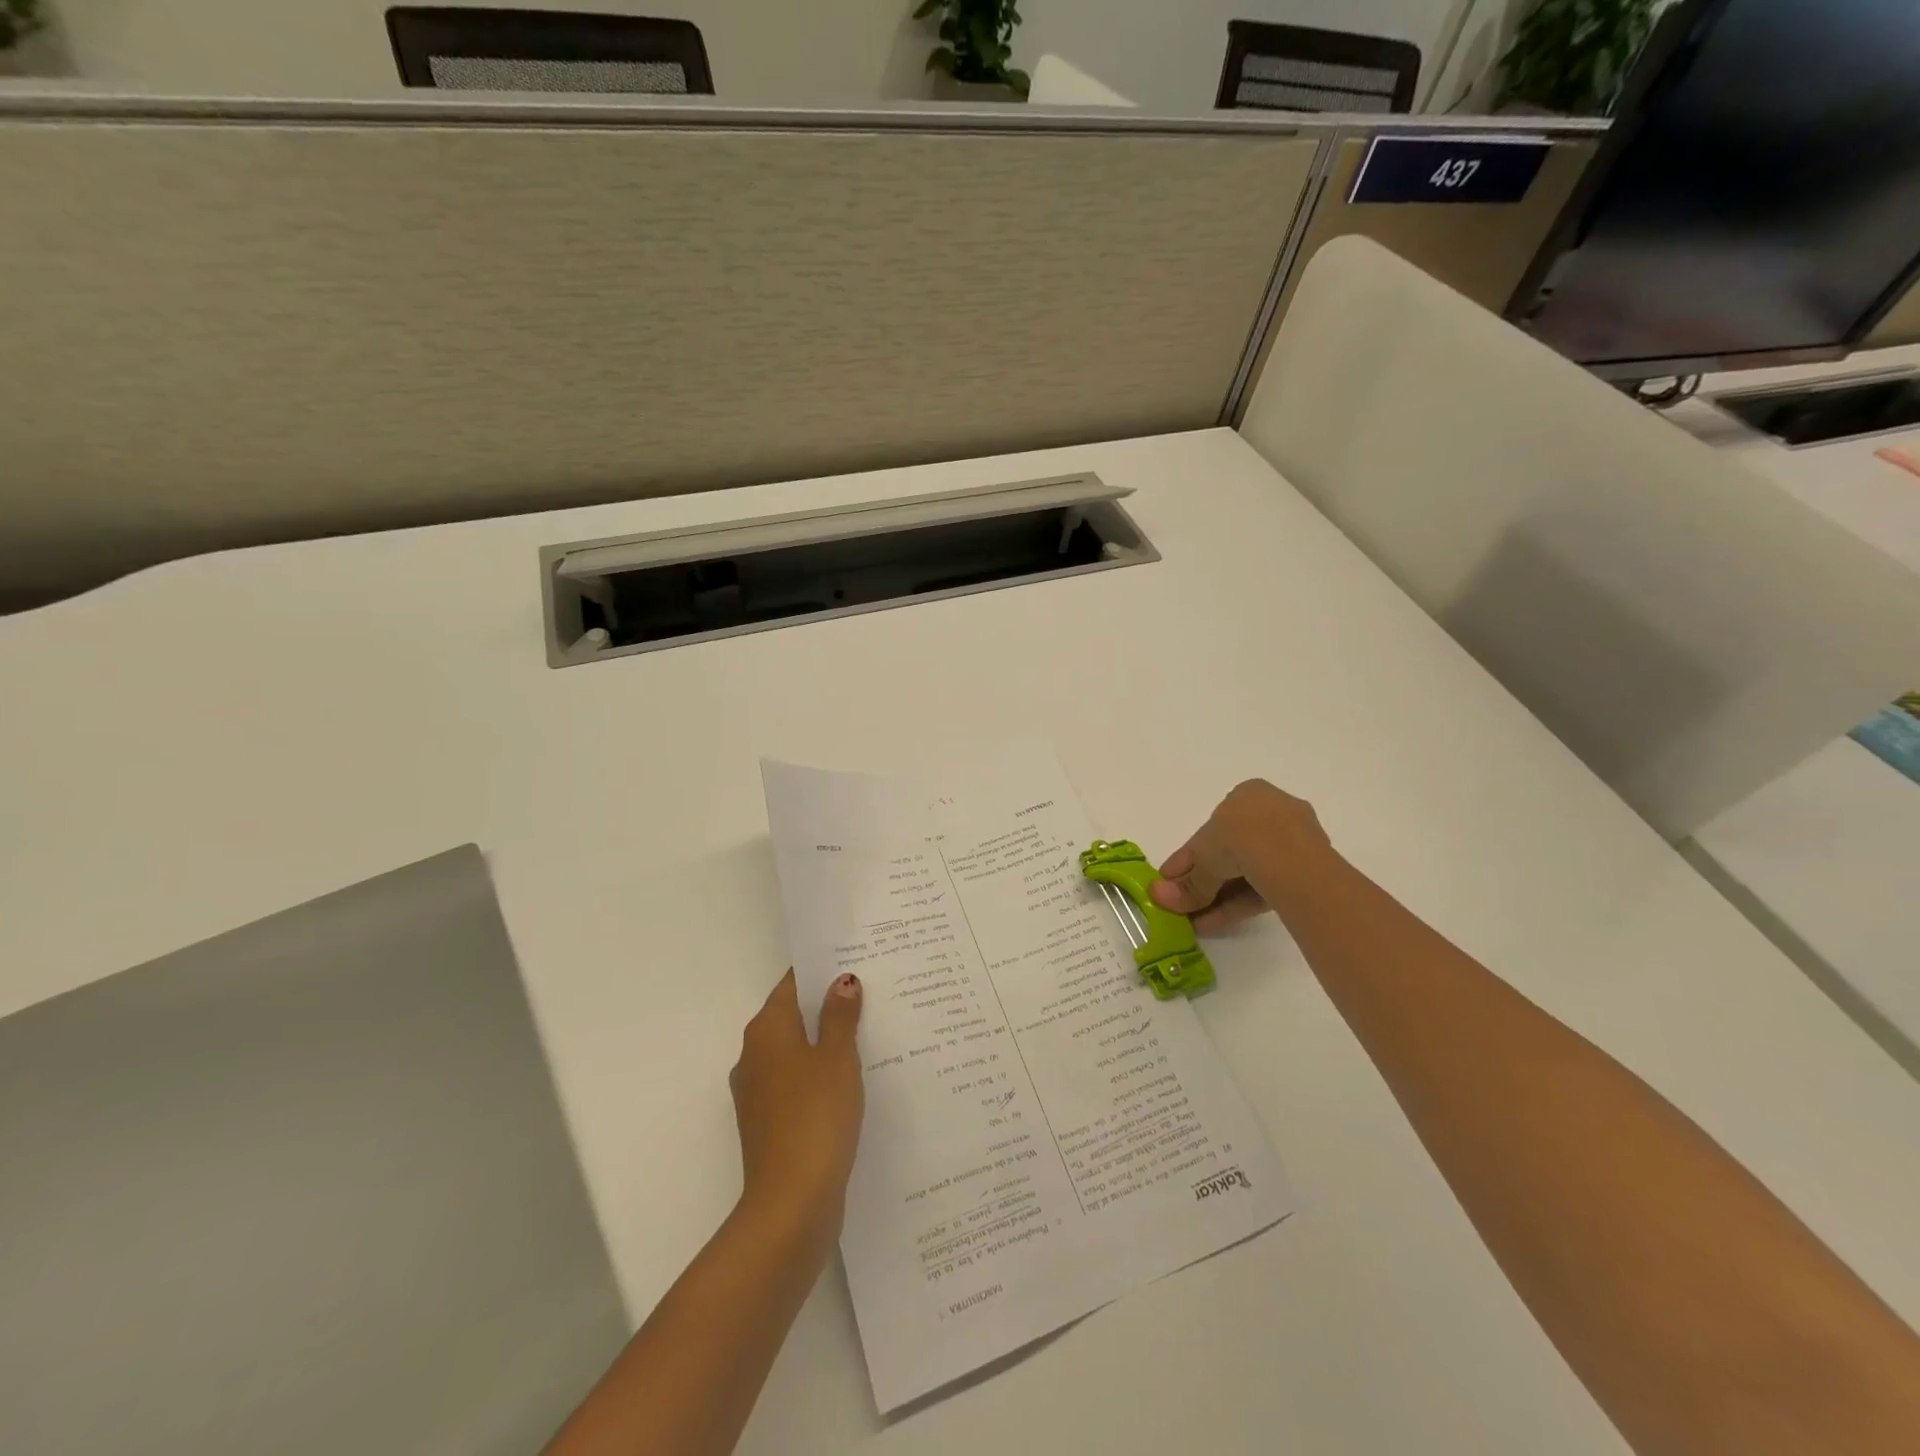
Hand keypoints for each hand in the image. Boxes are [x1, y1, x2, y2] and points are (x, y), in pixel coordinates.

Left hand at [729, 970, 864, 1247]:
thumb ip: (840, 1017)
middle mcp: (754, 1056)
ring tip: (872, 1033)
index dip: (821, 972)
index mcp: (766, 1031)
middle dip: (827, 1007)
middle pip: (793, 1017)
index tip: (854, 961)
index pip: (792, 985)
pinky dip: (822, 1076)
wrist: (791, 1204)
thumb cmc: (815, 1116)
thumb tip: (842, 981)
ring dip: (827, 1044)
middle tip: (872, 993)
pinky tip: (855, 1081)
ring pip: (797, 1053)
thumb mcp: (837, 1058)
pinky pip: (798, 1085)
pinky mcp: (771, 1125)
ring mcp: (759, 1094)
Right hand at [1148, 779, 1332, 932]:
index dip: (1188, 858)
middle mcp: (1273, 812)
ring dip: (1219, 898)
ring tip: (1196, 923)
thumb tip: (1157, 896)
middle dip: (1206, 882)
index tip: (1171, 880)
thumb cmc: (1238, 837)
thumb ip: (1186, 883)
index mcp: (1247, 795)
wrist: (1288, 855)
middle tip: (1184, 904)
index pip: (1212, 830)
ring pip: (1249, 873)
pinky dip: (1239, 904)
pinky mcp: (1309, 872)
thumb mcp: (1202, 857)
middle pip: (1231, 852)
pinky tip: (1215, 923)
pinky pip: (1265, 886)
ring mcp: (1295, 842)